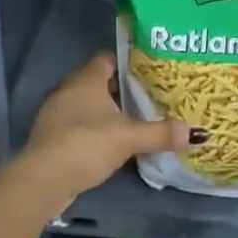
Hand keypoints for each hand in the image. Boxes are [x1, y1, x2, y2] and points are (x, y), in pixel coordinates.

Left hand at [20, 53, 189, 203]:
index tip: (149, 72)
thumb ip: (160, 133)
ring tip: (133, 121)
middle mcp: (68, 89)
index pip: (107, 59)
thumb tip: (195, 133)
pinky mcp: (51, 136)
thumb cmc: (86, 144)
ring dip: (106, 112)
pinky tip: (110, 143)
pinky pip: (77, 124)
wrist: (43, 179)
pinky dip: (93, 129)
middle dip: (121, 90)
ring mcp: (56, 113)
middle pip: (98, 82)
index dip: (128, 63)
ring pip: (87, 104)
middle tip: (148, 98)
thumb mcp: (129, 138)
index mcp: (86, 79)